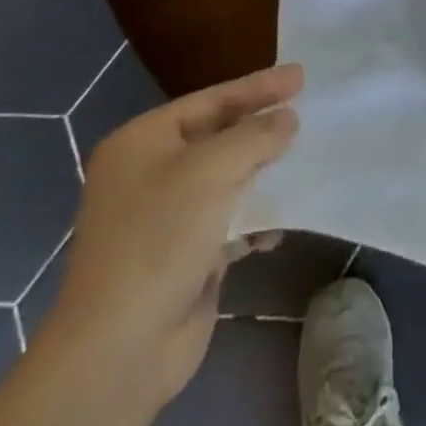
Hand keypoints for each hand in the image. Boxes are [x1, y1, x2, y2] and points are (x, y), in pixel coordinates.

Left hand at [43, 64, 302, 413]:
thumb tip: (287, 119)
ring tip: (304, 160)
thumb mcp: (213, 170)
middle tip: (306, 110)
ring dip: (263, 172)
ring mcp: (163, 218)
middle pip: (218, 136)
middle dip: (261, 128)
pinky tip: (279, 224)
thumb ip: (256, 135)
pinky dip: (254, 218)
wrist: (119, 350)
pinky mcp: (182, 257)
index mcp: (141, 143)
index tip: (301, 76)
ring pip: (226, 179)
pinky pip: (228, 221)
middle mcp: (148, 174)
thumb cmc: (159, 239)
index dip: (257, 87)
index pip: (210, 100)